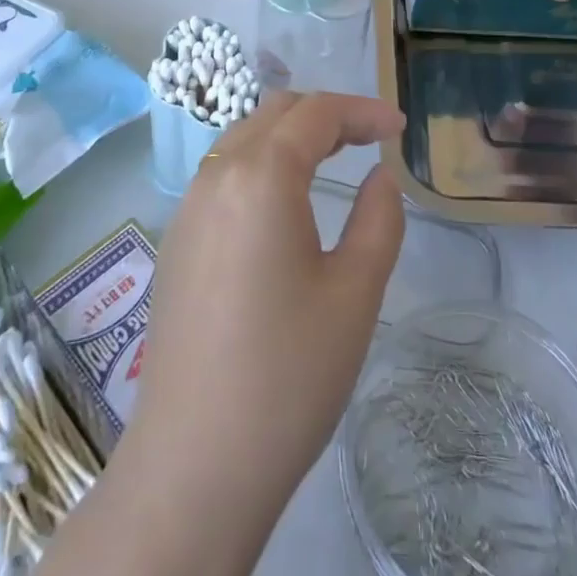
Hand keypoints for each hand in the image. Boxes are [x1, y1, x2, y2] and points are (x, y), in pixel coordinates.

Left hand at [130, 92, 405, 523]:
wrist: (194, 465)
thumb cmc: (288, 375)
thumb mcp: (355, 294)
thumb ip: (379, 219)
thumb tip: (381, 177)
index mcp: (261, 176)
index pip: (317, 113)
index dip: (363, 110)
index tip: (400, 127)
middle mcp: (217, 175)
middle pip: (276, 112)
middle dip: (327, 114)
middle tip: (370, 139)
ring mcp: (188, 205)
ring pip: (245, 137)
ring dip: (291, 135)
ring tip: (333, 159)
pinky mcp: (176, 238)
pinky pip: (224, 172)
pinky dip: (262, 162)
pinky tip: (284, 202)